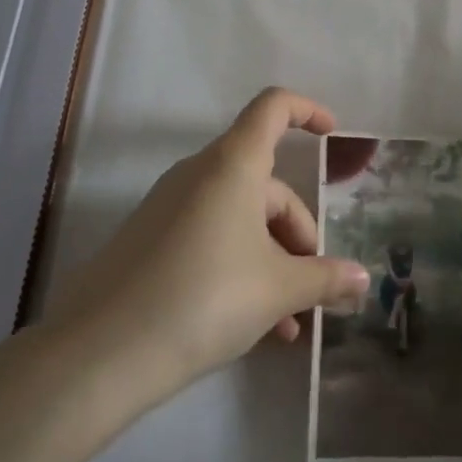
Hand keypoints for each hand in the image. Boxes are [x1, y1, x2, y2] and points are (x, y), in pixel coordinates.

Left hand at [47, 89, 369, 399]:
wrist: (99, 354)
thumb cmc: (205, 299)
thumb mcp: (277, 290)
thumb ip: (325, 279)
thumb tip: (362, 279)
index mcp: (233, 165)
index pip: (273, 108)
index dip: (307, 110)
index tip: (332, 134)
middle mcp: (200, 174)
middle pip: (267, 186)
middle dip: (298, 234)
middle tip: (313, 288)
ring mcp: (171, 207)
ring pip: (240, 219)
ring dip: (272, 261)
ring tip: (289, 323)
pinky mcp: (151, 241)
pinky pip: (211, 238)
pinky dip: (240, 268)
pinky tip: (255, 327)